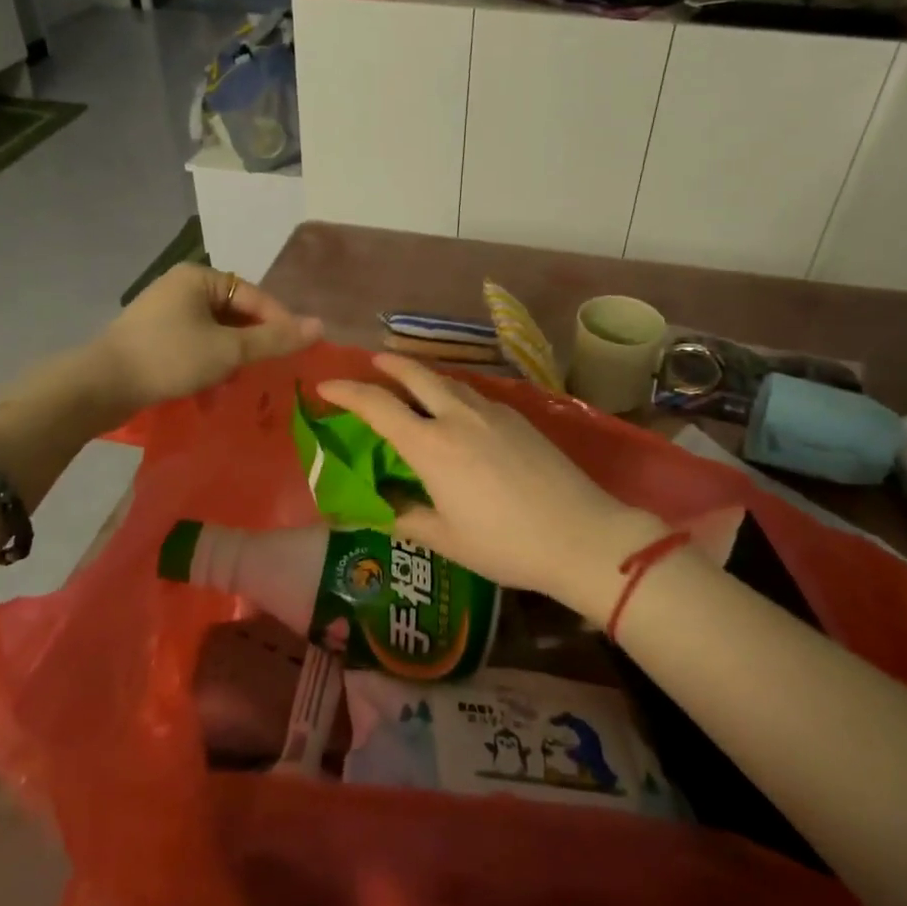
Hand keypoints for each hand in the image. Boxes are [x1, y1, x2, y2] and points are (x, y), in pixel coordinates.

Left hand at [89, 263, 321, 413]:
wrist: (101, 385)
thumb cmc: (170, 358)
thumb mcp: (228, 350)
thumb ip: (274, 339)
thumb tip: (320, 326)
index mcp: (199, 278)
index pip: (254, 295)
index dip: (279, 321)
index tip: (296, 349)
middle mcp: (181, 287)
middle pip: (236, 312)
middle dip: (254, 341)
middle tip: (271, 367)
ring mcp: (165, 312)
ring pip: (216, 330)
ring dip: (233, 354)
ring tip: (243, 379)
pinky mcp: (154, 336)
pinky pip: (196, 342)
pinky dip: (211, 360)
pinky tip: (216, 384)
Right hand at [318, 355, 661, 615]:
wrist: (580, 534)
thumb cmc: (505, 544)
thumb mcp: (447, 539)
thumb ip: (408, 518)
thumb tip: (382, 509)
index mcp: (431, 446)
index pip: (378, 406)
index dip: (348, 393)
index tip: (325, 387)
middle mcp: (458, 417)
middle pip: (416, 376)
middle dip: (389, 364)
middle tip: (372, 361)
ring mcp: (492, 413)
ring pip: (448, 382)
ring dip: (423, 376)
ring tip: (411, 382)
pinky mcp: (519, 418)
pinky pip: (474, 395)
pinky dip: (452, 392)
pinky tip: (457, 409)